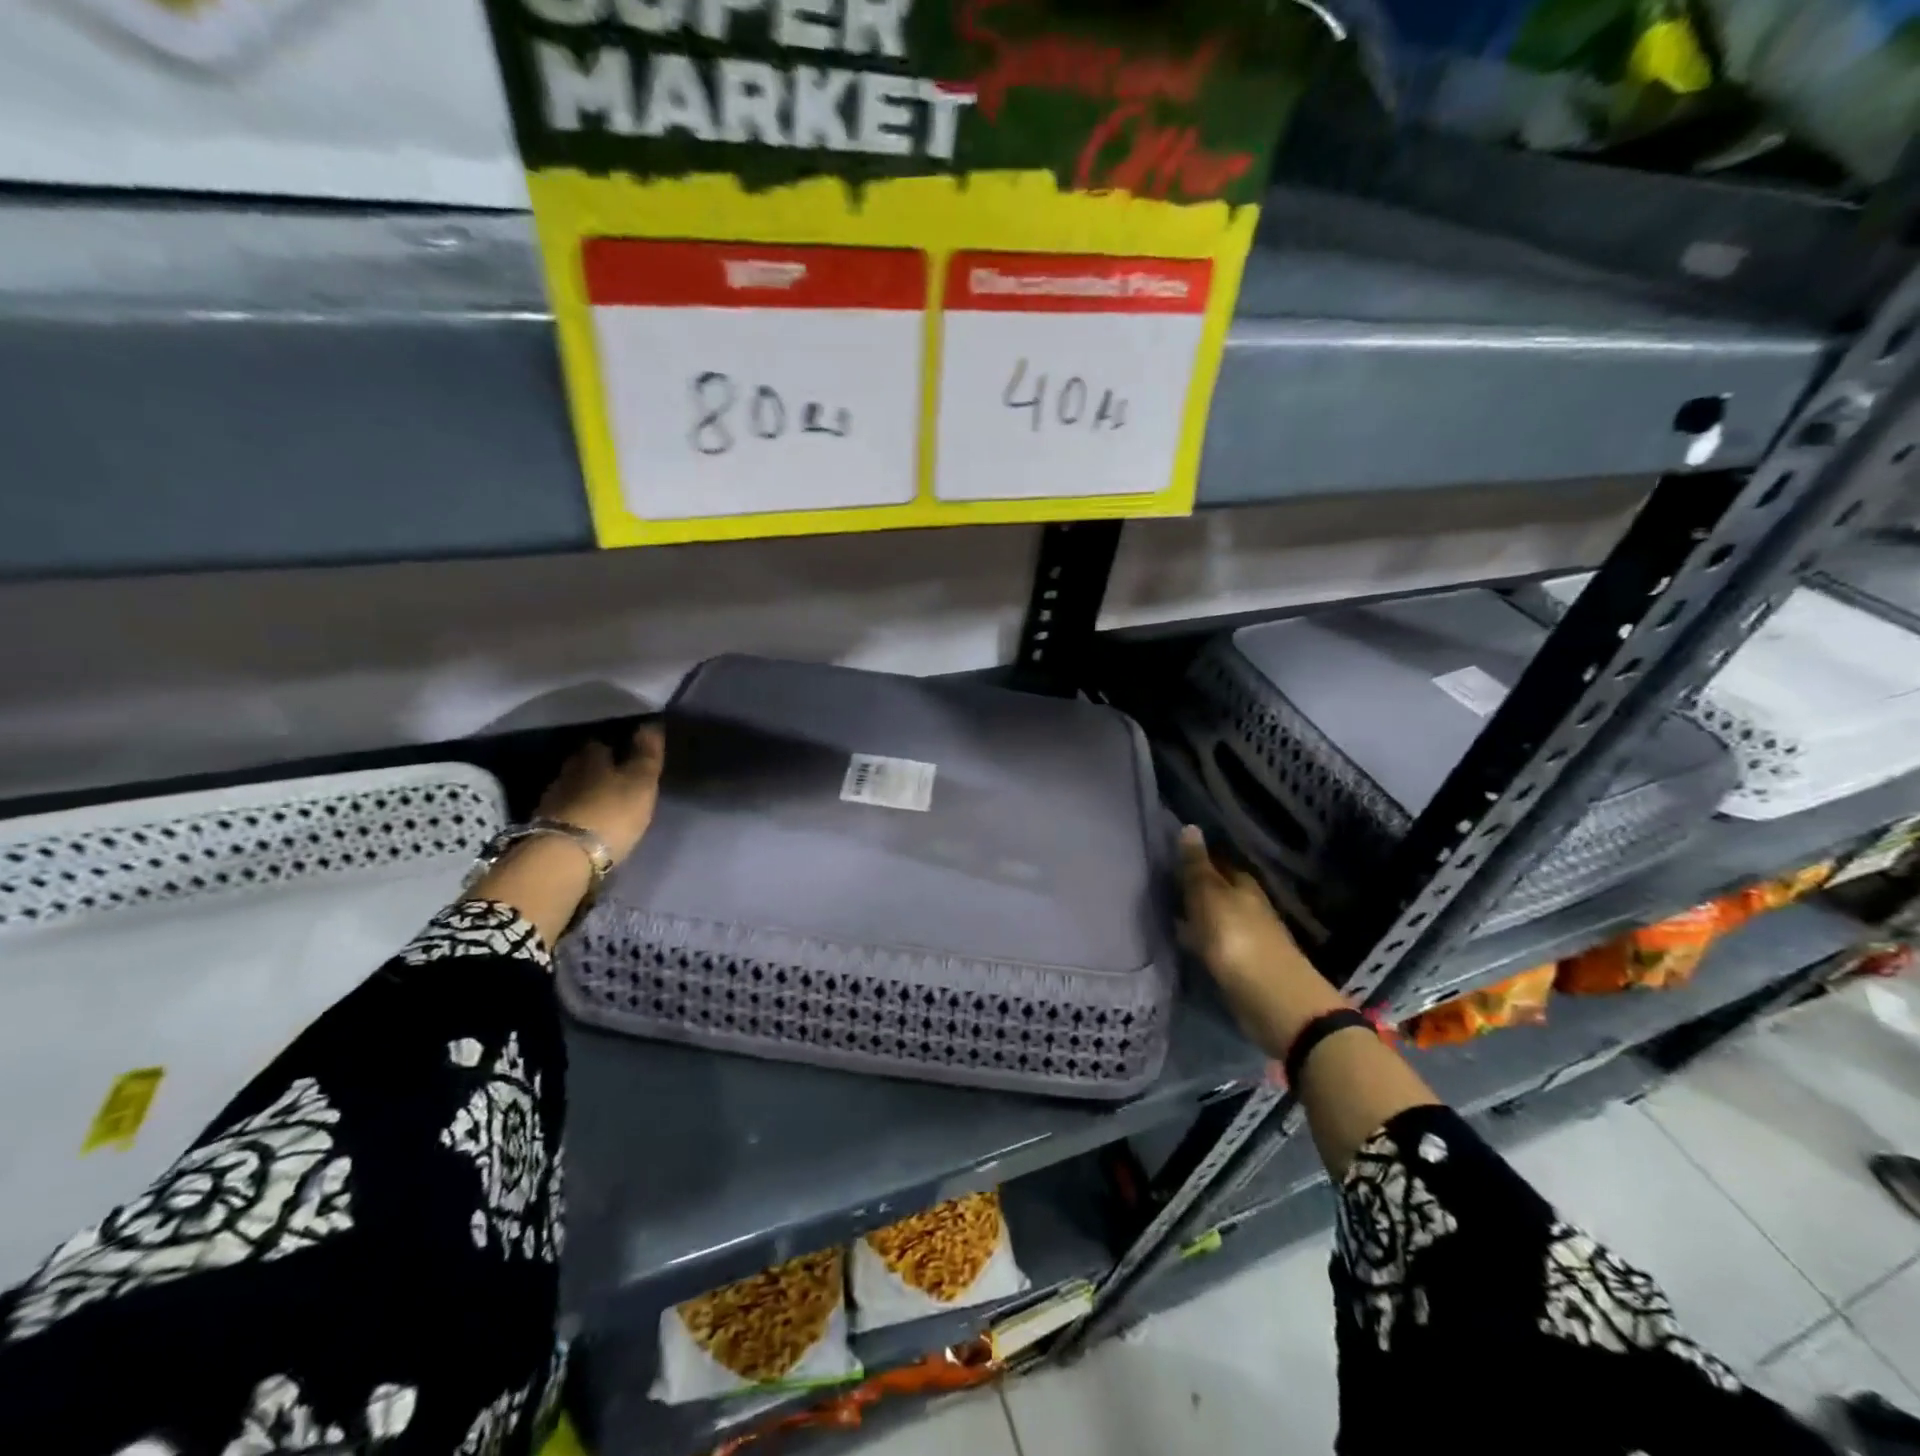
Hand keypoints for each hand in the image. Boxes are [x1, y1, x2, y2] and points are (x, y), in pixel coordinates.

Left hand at [536, 722, 665, 865]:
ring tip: (604, 799)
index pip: (601, 742)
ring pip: (572, 786)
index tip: (626, 752)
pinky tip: (588, 819)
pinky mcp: (545, 826)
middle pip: (582, 764)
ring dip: (585, 790)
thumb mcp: (640, 782)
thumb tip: (651, 722)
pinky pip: (565, 810)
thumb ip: (646, 754)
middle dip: (597, 767)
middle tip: (616, 775)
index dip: (614, 746)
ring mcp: (552, 800)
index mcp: (591, 757)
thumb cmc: (611, 813)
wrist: (564, 857)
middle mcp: (567, 772)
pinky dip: (576, 811)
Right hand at [1178, 826, 1342, 1055]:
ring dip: (1195, 914)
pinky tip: (1183, 941)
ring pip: (1216, 917)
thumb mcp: (1210, 897)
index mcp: (1243, 885)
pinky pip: (1214, 943)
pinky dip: (1199, 939)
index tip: (1168, 855)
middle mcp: (1248, 907)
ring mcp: (1248, 937)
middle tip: (1160, 882)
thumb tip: (1189, 826)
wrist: (1273, 1001)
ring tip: (1164, 910)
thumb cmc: (1238, 940)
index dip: (1196, 858)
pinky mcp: (1243, 966)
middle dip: (1195, 886)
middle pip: (1218, 890)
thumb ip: (1197, 867)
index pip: (1217, 862)